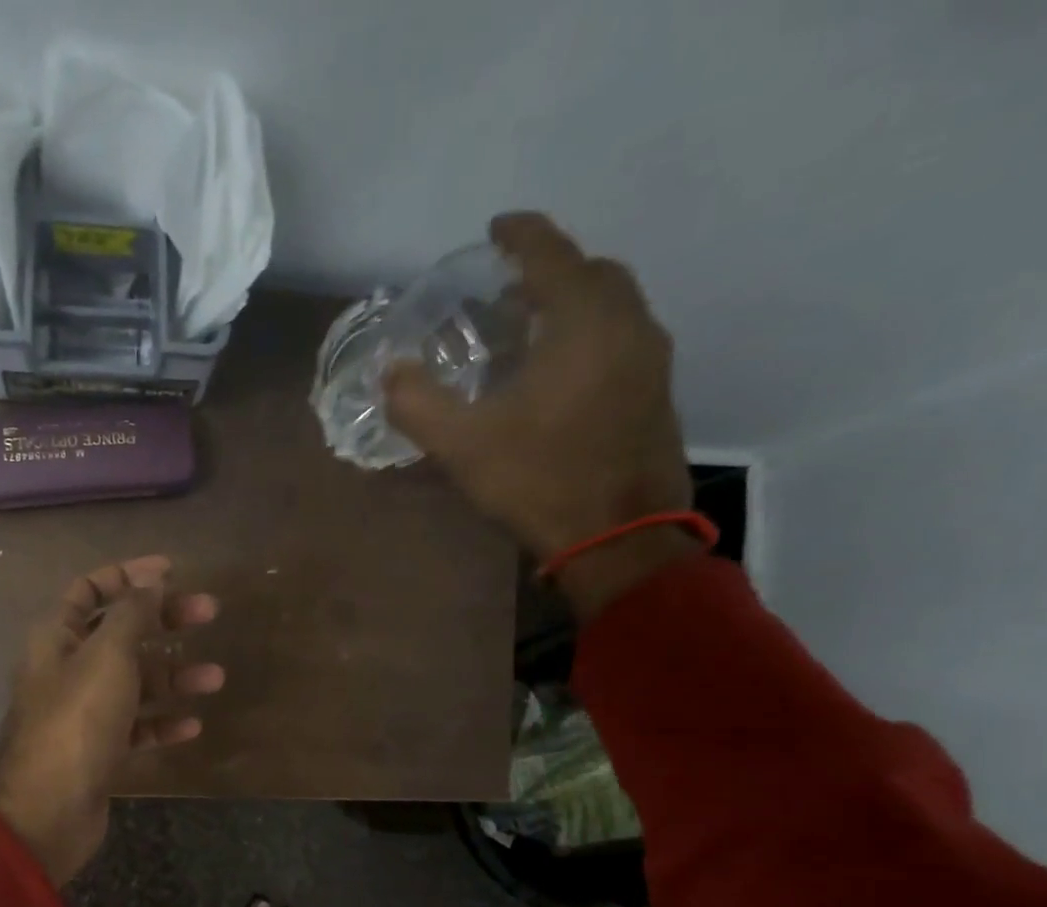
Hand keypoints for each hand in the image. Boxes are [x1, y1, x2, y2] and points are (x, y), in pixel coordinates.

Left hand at [0, 556, 222, 886]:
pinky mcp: (98, 750)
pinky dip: (162, 723)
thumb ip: (131, 614)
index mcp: (56, 637)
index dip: (128, 575)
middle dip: (164, 620)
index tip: (173, 572)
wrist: (48, 808)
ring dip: (173, 677)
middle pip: (120, 633)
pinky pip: (136, 727)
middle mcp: (67, 669)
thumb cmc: (77, 720)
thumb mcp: (108, 655)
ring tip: (215, 678)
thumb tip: (150, 580)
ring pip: (134, 683)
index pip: (89, 590)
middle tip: (209, 613)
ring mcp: (83, 712)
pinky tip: (191, 726)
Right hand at [385, 212, 700, 617]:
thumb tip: (390, 372)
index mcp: (582, 320)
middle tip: (509, 288)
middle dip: (551, 269)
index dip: (521, 234)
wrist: (620, 537)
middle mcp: (628, 324)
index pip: (551, 253)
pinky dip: (590, 335)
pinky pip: (622, 339)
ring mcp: (650, 359)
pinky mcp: (656, 393)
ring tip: (530, 328)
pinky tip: (561, 371)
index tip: (496, 228)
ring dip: (573, 304)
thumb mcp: (463, 447)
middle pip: (592, 273)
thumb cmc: (541, 481)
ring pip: (613, 307)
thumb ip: (419, 404)